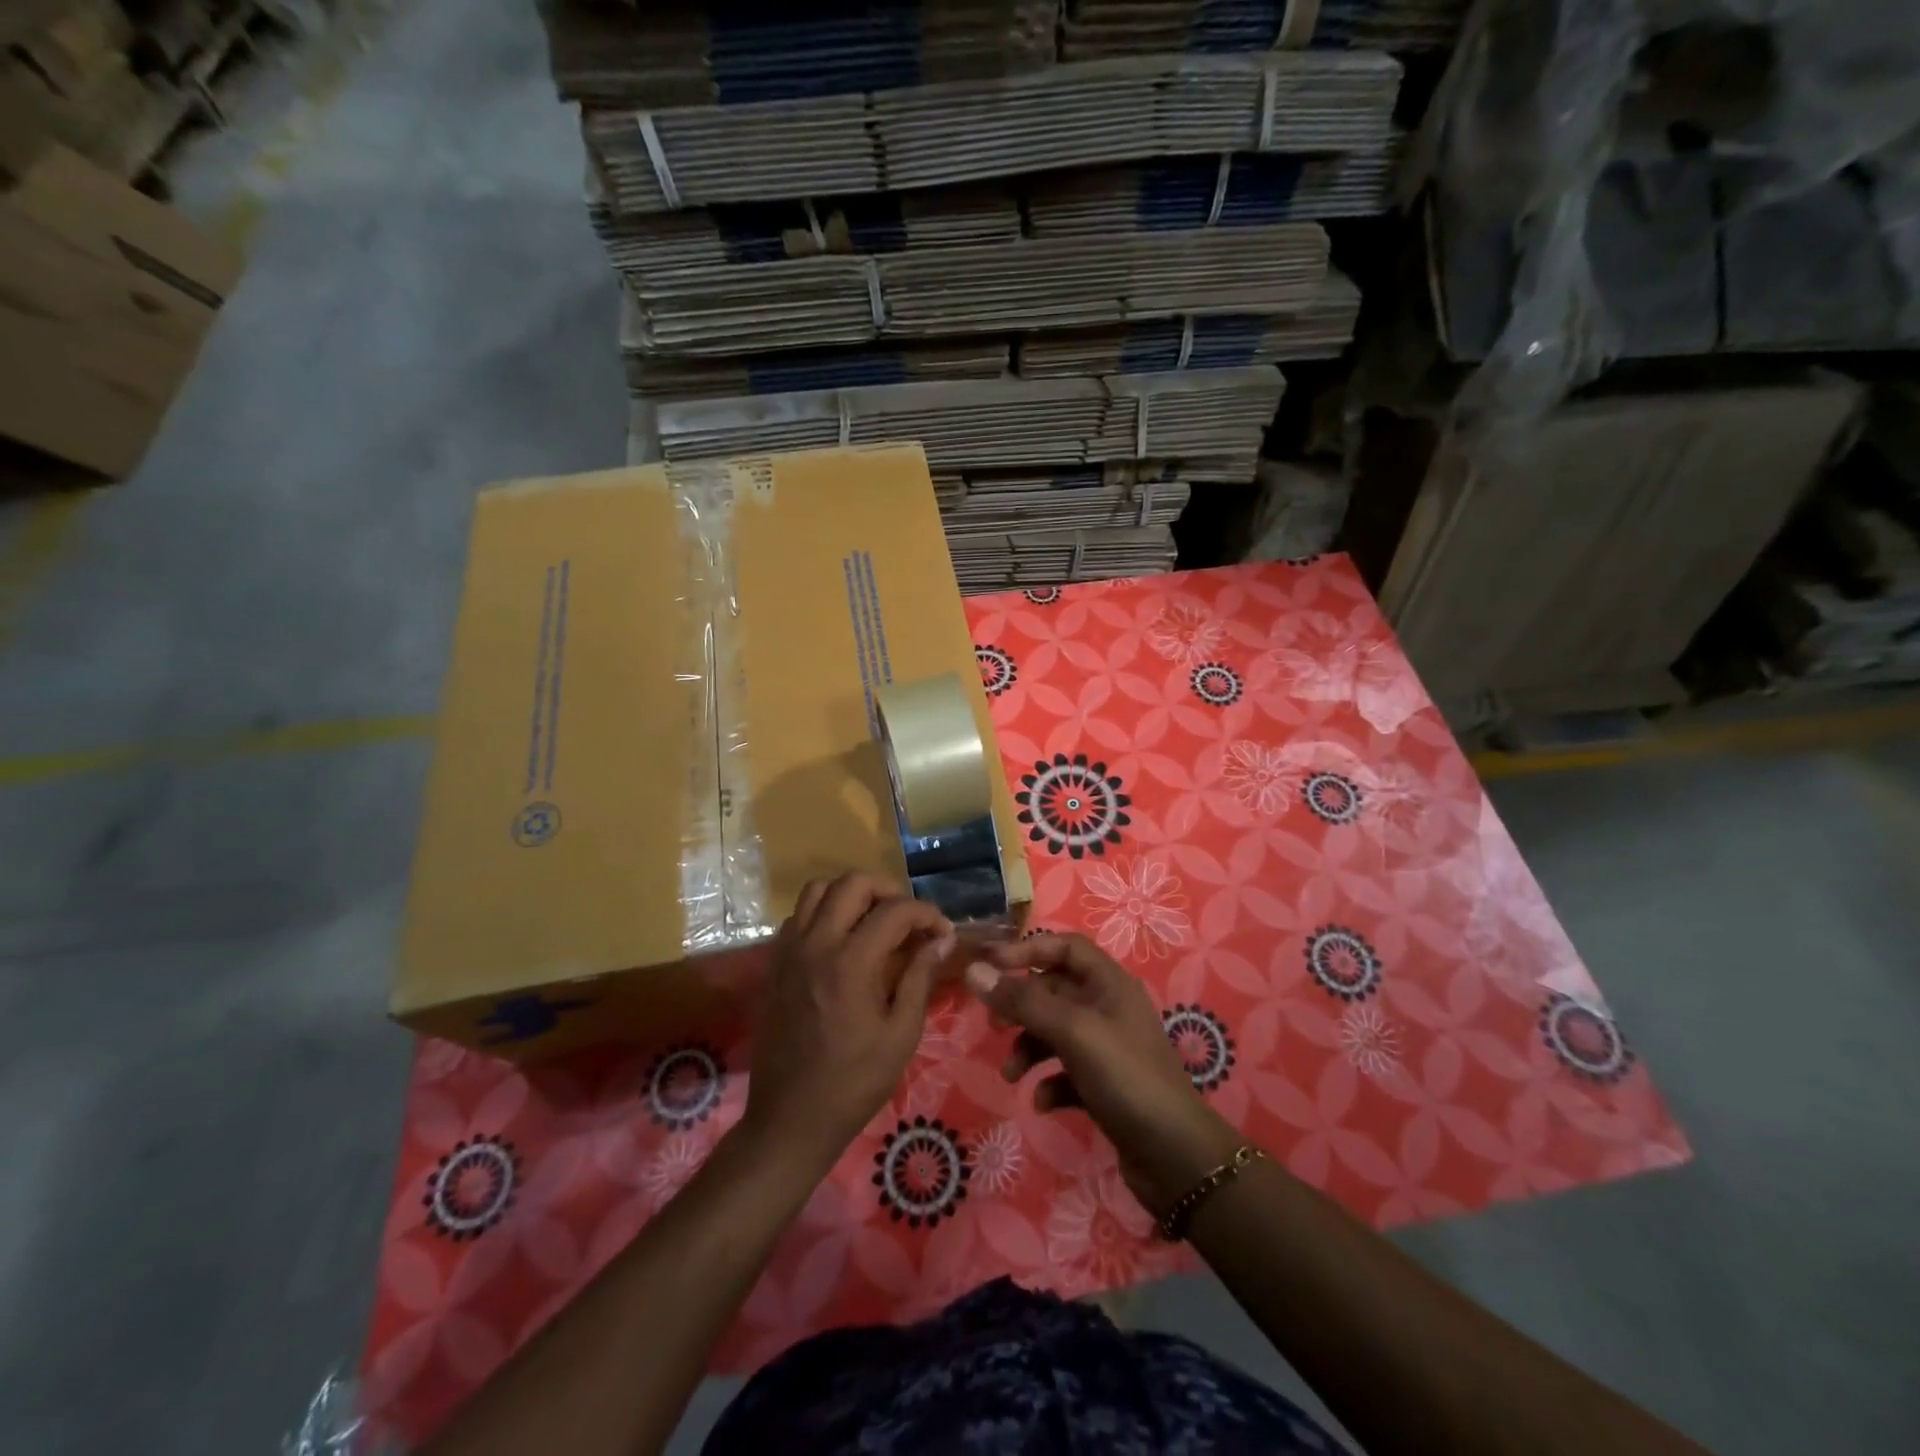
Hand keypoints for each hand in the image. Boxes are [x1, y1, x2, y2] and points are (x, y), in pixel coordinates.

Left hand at [743, 873, 954, 1174]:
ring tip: (873, 921)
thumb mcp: (901, 1034)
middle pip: (852, 883)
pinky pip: (799, 916)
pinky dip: (824, 913)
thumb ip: (920, 978)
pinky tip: (841, 942)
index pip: (895, 910)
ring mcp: (789, 951)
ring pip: (818, 890)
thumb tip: (941, 940)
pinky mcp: (774, 963)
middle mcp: (816, 944)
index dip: (926, 913)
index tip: (942, 932)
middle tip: (907, 920)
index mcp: (852, 963)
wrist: (791, 1118)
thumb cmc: (854, 1082)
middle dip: (888, 891)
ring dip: (851, 896)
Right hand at [966, 934, 1240, 1217]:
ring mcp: (1107, 1048)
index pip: (1064, 947)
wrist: (1175, 1156)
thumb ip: (1022, 1001)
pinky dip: (1049, 1081)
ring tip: (1012, 1074)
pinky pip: (1065, 1071)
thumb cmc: (1125, 1077)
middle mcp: (1108, 1008)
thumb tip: (973, 970)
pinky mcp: (1104, 1085)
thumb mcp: (1071, 1032)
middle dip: (1021, 1006)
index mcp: (1109, 983)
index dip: (1027, 950)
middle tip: (994, 1024)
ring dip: (1029, 1048)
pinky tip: (1044, 1102)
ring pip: (1055, 1032)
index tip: (990, 966)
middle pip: (1054, 990)